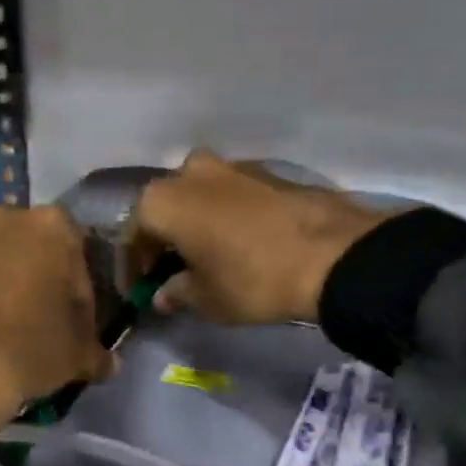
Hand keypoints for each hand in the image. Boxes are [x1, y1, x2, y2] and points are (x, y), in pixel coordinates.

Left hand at [0, 205, 110, 435]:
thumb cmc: (29, 352)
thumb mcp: (78, 358)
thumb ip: (96, 352)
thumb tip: (108, 363)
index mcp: (49, 228)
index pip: (75, 249)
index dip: (77, 286)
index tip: (74, 320)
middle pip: (23, 244)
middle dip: (30, 275)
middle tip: (33, 320)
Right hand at [134, 150, 396, 323]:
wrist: (333, 255)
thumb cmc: (251, 279)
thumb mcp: (206, 299)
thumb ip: (176, 293)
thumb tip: (164, 294)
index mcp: (162, 201)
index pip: (132, 235)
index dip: (132, 267)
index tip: (139, 291)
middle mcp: (189, 172)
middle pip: (164, 208)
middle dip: (162, 241)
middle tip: (170, 273)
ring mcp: (232, 166)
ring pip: (198, 198)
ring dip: (194, 225)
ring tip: (205, 258)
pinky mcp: (267, 172)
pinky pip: (230, 196)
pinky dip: (223, 217)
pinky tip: (236, 244)